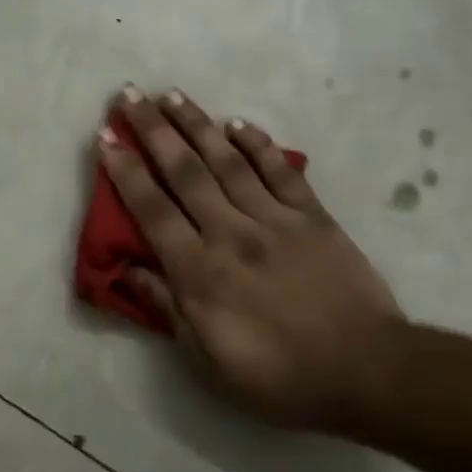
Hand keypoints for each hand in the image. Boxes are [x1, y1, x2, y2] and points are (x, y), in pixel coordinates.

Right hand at [96, 88, 405, 434]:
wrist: (367, 372)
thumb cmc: (279, 377)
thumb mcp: (208, 361)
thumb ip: (167, 309)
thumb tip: (128, 270)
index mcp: (200, 272)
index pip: (151, 209)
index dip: (124, 171)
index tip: (105, 137)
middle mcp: (231, 233)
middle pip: (184, 171)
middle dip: (152, 129)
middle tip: (129, 94)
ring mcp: (275, 219)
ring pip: (227, 160)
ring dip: (197, 124)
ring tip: (171, 95)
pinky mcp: (313, 216)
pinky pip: (280, 170)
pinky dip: (257, 143)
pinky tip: (236, 123)